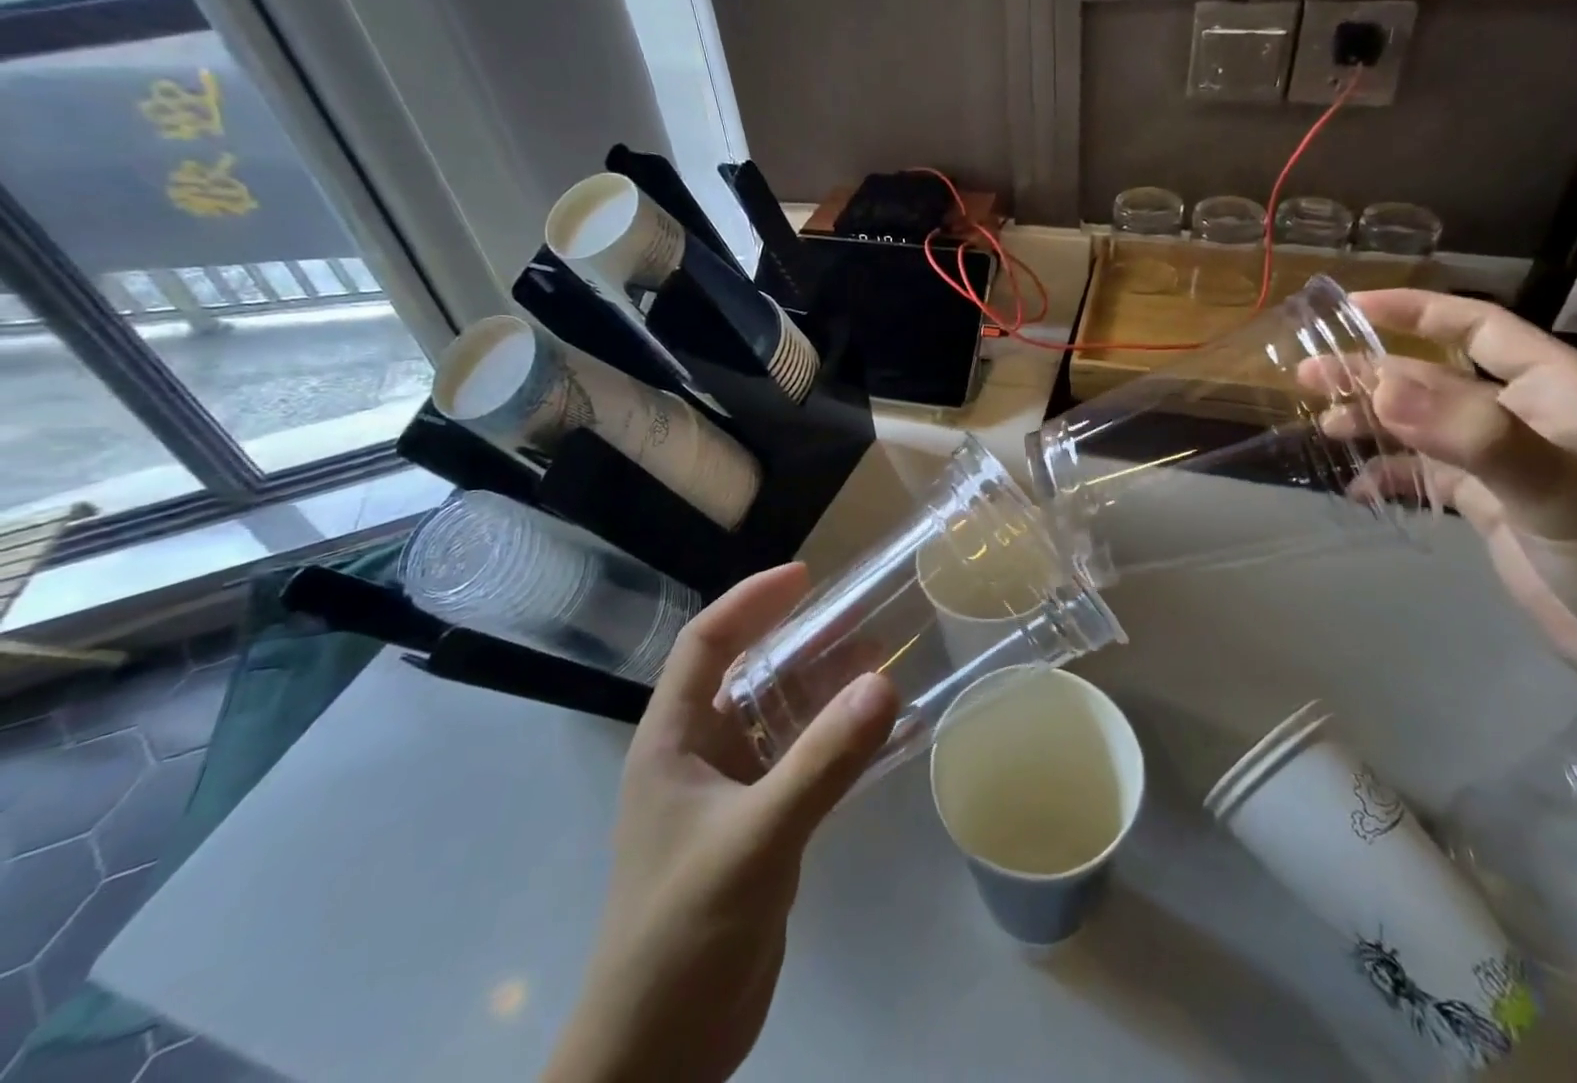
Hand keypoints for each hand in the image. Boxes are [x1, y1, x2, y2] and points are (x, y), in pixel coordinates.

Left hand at [544, 564, 898, 1082]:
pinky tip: (880, 735)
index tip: (806, 576)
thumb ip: (821, 763)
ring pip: (779, 718)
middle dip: (802, 642)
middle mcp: (697, 754)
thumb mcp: (756, 838)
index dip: (751, 601)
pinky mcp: (757, 827)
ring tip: (880, 664)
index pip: (706, 643)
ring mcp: (728, 793)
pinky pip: (800, 764)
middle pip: (749, 673)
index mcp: (672, 739)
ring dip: (825, 691)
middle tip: (861, 617)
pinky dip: (836, 742)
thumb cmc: (683, 933)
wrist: (660, 1056)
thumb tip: (883, 685)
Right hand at [1347, 288, 1576, 701]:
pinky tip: (1359, 489)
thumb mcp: (1562, 492)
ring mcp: (1507, 464)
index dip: (1415, 311)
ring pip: (1424, 426)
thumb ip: (1474, 436)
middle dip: (1372, 374)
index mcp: (1558, 390)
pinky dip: (1390, 476)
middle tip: (1308, 376)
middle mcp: (1528, 417)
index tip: (1352, 305)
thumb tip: (1381, 388)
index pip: (1478, 327)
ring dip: (1374, 423)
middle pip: (1434, 378)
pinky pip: (1427, 475)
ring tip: (1324, 427)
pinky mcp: (1493, 506)